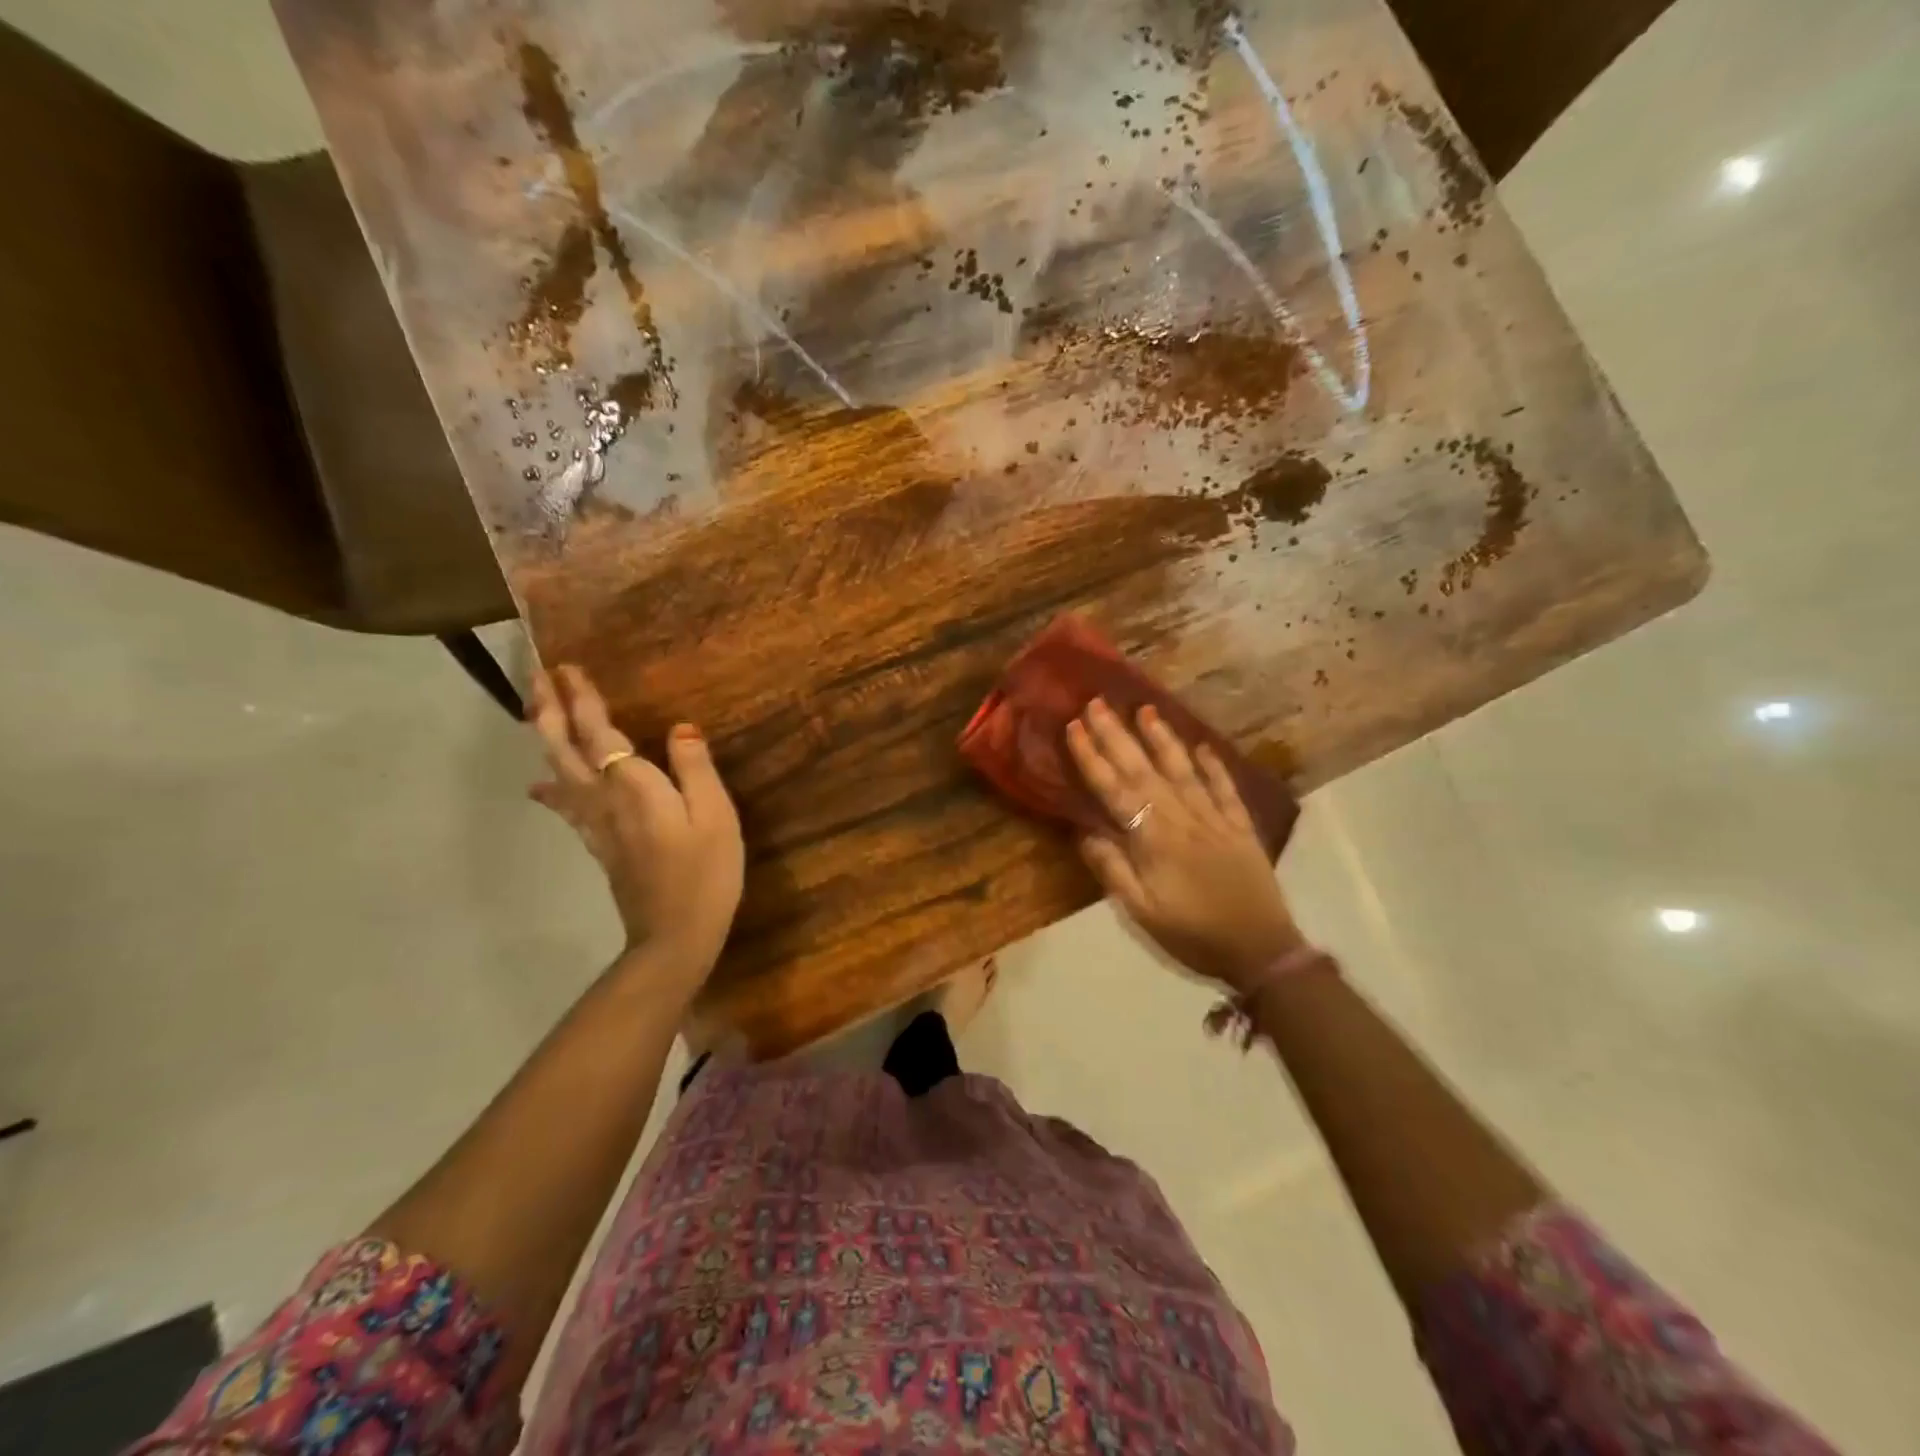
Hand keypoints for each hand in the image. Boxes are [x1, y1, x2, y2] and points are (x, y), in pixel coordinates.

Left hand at [527, 666, 743, 985]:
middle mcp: (603, 799)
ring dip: (545, 738)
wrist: (675, 935)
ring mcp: (596, 825)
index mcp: (632, 785)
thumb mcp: (716, 814)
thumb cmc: (705, 872)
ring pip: (558, 772)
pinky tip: (540, 787)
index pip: (598, 731)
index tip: (567, 667)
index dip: (582, 698)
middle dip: (549, 709)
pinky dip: (550, 788)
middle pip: (563, 748)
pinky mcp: (599, 846)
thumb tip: (680, 727)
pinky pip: (566, 806)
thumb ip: (695, 768)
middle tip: (538, 677)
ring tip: (536, 714)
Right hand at [1065, 699, 1303, 992]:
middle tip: (1097, 703)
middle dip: (1117, 735)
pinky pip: (1224, 787)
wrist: (1261, 950)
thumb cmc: (1192, 934)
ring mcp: (1214, 818)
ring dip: (1162, 738)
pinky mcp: (1240, 825)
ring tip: (1145, 709)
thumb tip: (1083, 831)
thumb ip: (1112, 869)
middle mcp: (1182, 818)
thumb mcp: (1141, 912)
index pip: (1115, 790)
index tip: (1074, 727)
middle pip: (1144, 770)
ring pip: (1182, 769)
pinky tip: (1201, 746)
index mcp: (1153, 840)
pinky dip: (1213, 765)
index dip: (1092, 757)